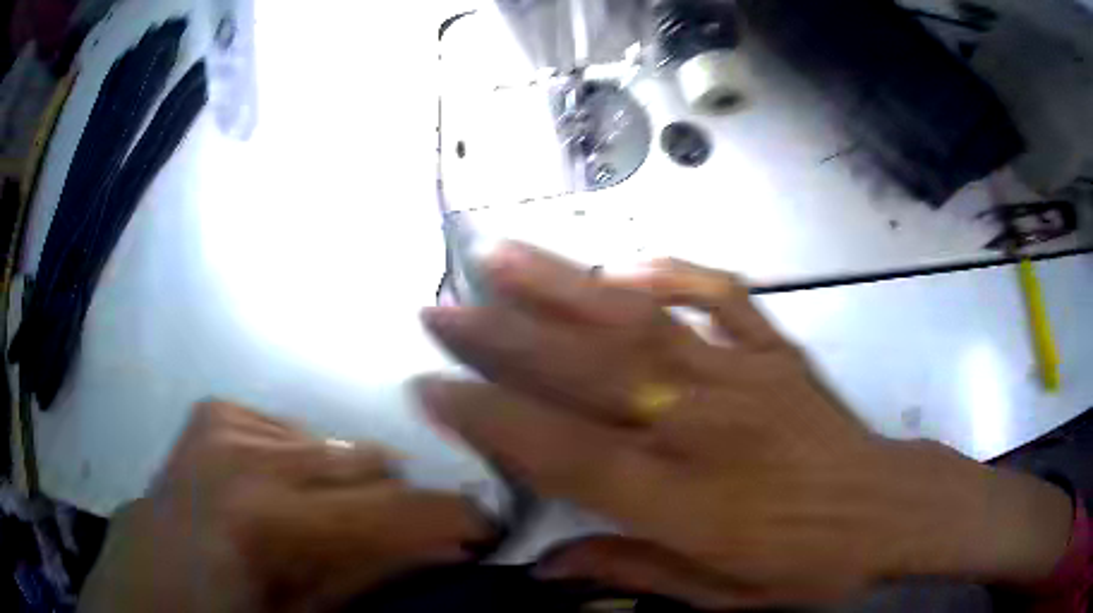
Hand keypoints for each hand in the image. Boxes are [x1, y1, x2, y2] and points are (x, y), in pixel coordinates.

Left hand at [79, 401, 487, 612]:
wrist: (143, 589)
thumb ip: (369, 582)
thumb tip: (444, 549)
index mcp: (263, 516)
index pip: (393, 507)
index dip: (455, 519)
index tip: (493, 530)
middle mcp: (244, 451)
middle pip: (367, 462)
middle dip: (399, 505)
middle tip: (411, 540)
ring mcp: (223, 423)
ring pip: (331, 444)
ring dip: (347, 489)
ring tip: (336, 526)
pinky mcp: (212, 415)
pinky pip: (288, 430)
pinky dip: (302, 465)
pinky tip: (284, 494)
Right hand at [418, 244, 1073, 608]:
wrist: (890, 512)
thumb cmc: (808, 567)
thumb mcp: (721, 597)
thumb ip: (633, 573)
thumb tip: (547, 570)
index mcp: (683, 498)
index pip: (560, 452)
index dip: (487, 418)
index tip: (431, 386)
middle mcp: (703, 426)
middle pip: (584, 372)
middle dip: (501, 336)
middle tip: (442, 303)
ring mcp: (744, 377)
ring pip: (639, 320)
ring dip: (564, 285)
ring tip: (504, 253)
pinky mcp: (779, 353)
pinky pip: (721, 299)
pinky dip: (672, 274)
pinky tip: (630, 262)